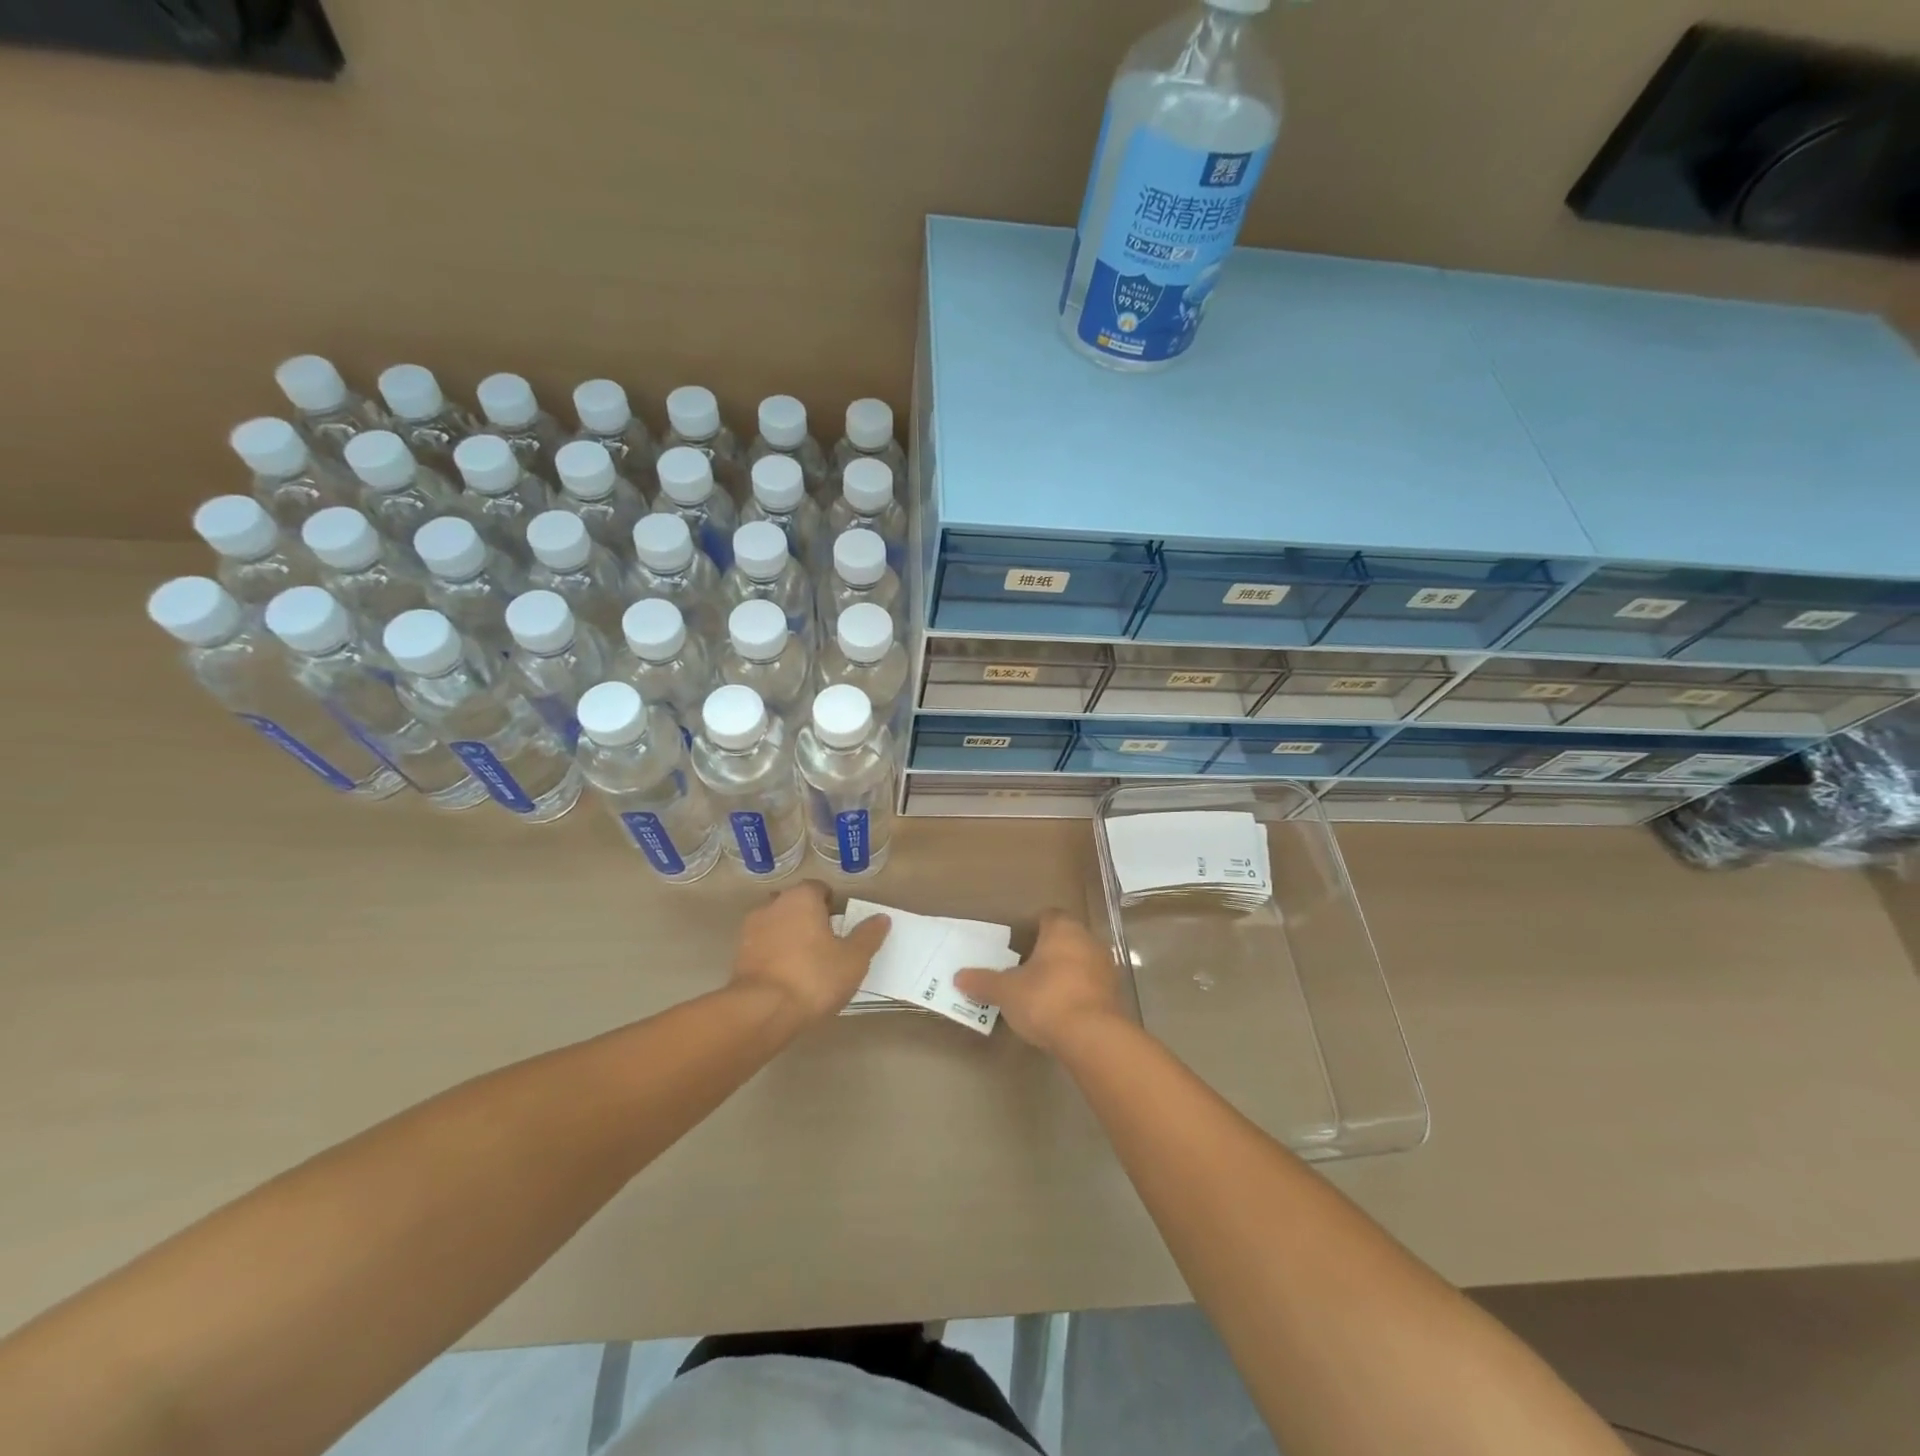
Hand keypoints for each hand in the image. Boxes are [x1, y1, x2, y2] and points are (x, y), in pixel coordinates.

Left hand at [732, 881, 889, 1022]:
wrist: (762, 1011)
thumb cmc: (814, 976)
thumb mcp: (853, 959)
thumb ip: (868, 935)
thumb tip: (882, 918)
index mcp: (801, 898)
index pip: (818, 888)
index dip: (832, 904)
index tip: (841, 926)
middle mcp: (773, 905)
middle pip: (795, 904)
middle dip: (809, 918)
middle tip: (826, 944)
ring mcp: (751, 930)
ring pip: (776, 925)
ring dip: (789, 936)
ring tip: (805, 964)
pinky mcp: (739, 956)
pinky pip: (763, 947)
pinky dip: (774, 955)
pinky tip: (786, 978)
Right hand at [954, 910, 1124, 1053]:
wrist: (1093, 1037)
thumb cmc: (1045, 999)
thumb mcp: (1006, 991)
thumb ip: (984, 982)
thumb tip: (959, 976)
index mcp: (1062, 929)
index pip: (1049, 916)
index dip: (1034, 927)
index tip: (1019, 944)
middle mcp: (1088, 940)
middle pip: (1066, 939)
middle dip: (1049, 951)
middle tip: (1027, 969)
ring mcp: (1106, 967)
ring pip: (1081, 962)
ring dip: (1066, 972)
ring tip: (1043, 993)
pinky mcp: (1115, 995)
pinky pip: (1092, 986)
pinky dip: (1078, 993)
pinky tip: (1063, 1011)